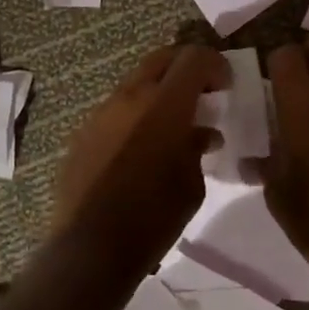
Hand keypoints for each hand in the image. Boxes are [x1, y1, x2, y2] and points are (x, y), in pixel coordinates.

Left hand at [52, 45, 229, 267]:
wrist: (90, 250)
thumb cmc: (153, 218)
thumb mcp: (192, 185)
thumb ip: (197, 148)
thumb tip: (201, 134)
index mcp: (163, 104)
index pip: (193, 59)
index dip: (215, 64)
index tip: (226, 85)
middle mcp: (130, 97)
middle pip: (161, 59)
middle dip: (185, 67)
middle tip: (202, 91)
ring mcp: (101, 113)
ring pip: (135, 83)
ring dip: (158, 92)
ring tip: (172, 123)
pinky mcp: (82, 133)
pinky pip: (115, 110)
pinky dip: (135, 115)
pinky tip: (141, 147)